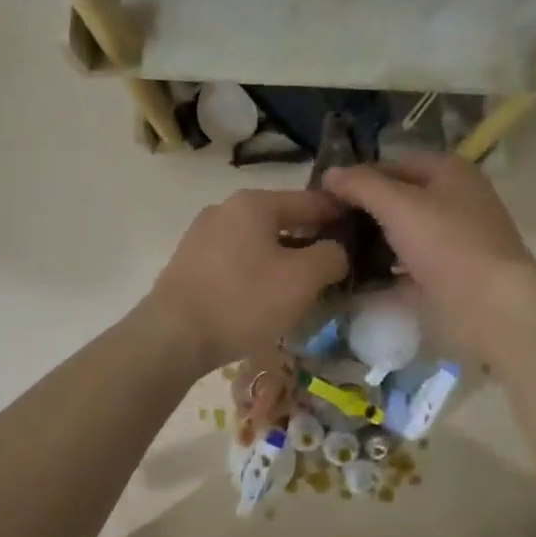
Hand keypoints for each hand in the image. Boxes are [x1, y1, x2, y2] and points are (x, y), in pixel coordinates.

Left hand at [142, 190, 348, 372]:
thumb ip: (330, 256)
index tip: (363, 231)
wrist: (172, 336)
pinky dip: (257, 271)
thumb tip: (336, 250)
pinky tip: (265, 297)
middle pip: (282, 219)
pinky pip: (236, 260)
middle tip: (336, 265)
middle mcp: (225, 209)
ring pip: (258, 241)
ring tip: (303, 285)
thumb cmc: (243, 301)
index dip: (340, 214)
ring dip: (284, 258)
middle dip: (311, 240)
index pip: (311, 200)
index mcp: (254, 203)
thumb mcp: (302, 279)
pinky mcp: (189, 263)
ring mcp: (202, 235)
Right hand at [324, 155, 535, 357]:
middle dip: (362, 210)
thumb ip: (362, 185)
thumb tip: (330, 174)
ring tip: (332, 250)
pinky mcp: (448, 274)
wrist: (490, 307)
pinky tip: (353, 277)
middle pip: (398, 198)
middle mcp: (455, 200)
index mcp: (450, 172)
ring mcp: (453, 240)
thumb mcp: (398, 205)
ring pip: (402, 233)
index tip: (323, 194)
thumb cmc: (447, 244)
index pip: (393, 163)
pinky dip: (384, 269)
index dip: (358, 175)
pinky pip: (407, 265)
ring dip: (370, 241)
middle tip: (323, 224)